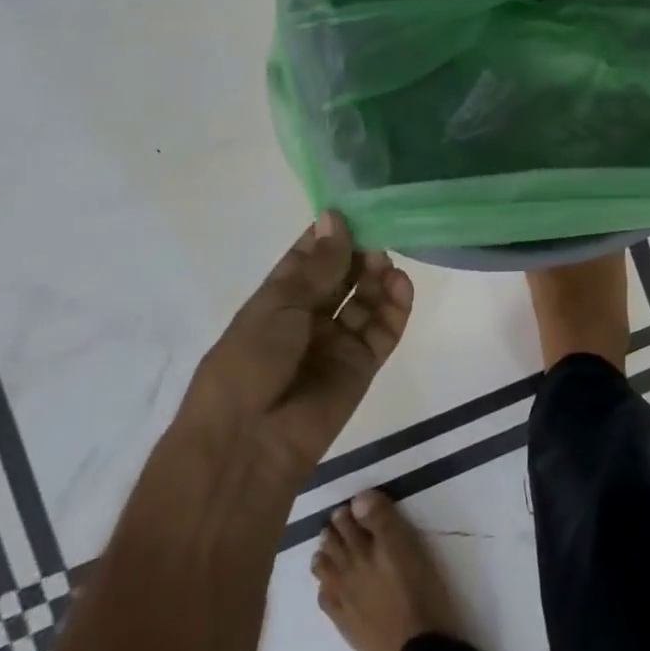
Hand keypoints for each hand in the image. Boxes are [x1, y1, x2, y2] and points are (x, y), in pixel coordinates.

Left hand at [183, 212, 413, 489]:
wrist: (247, 444)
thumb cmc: (248, 363)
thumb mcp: (278, 305)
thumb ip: (317, 265)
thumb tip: (334, 217)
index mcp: (278, 299)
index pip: (309, 257)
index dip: (331, 233)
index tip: (356, 206)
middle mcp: (309, 317)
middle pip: (343, 275)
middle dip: (360, 252)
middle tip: (379, 232)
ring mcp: (337, 342)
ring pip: (367, 299)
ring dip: (379, 277)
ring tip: (387, 261)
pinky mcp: (362, 366)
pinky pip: (384, 330)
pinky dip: (396, 307)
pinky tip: (402, 284)